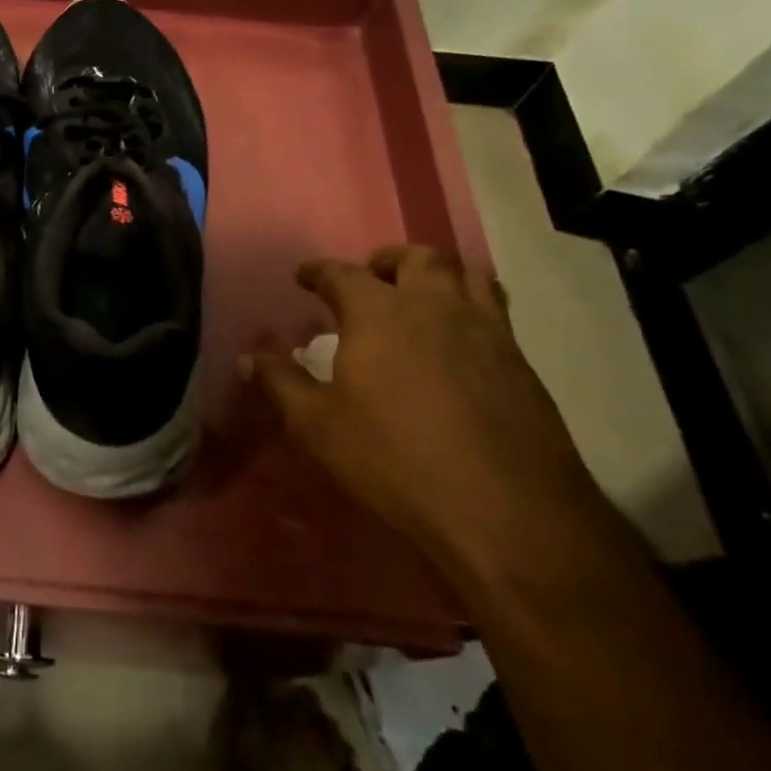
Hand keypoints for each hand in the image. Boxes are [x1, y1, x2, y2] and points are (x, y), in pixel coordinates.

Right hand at [246, 245, 610, 575]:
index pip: (342, 273)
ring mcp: (486, 332)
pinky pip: (496, 314)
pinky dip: (472, 309)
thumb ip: (280, 384)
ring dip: (439, 276)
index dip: (319, 271)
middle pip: (417, 258)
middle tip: (372, 277)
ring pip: (467, 276)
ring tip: (422, 297)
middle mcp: (435, 307)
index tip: (304, 277)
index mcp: (379, 313)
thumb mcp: (318, 426)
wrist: (506, 511)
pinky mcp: (521, 364)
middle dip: (389, 259)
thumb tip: (248, 358)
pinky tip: (460, 344)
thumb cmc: (395, 459)